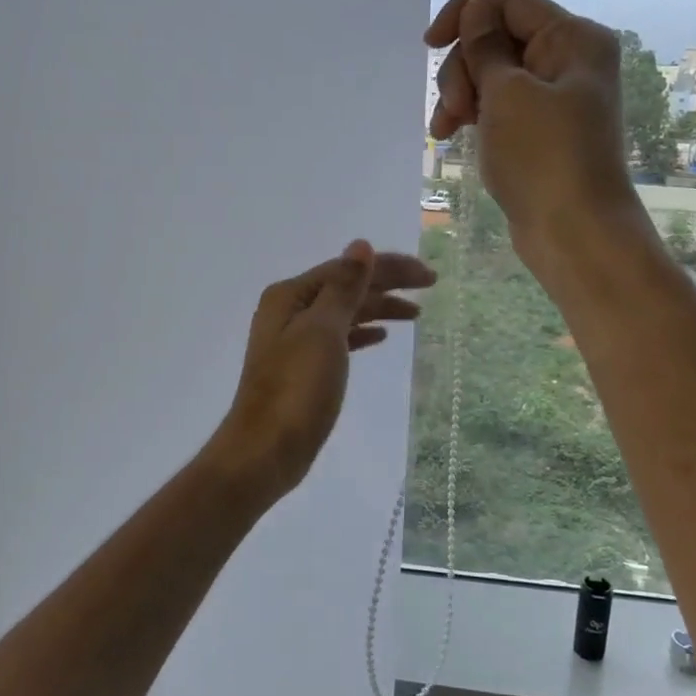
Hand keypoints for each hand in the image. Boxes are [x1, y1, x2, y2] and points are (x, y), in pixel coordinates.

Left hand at [208, 241, 435, 500]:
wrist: (265, 451)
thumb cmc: (296, 389)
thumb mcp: (323, 331)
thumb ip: (343, 287)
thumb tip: (360, 245)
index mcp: (291, 296)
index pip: (348, 268)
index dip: (390, 267)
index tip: (429, 276)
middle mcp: (290, 311)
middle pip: (347, 287)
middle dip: (387, 284)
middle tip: (430, 286)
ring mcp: (294, 341)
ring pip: (345, 313)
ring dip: (378, 308)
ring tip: (415, 314)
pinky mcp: (303, 369)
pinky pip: (339, 338)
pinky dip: (361, 333)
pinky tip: (382, 337)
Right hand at [425, 0, 645, 268]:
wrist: (574, 232)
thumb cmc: (543, 157)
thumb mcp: (507, 94)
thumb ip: (485, 47)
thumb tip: (476, 9)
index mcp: (573, 38)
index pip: (509, 2)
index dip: (464, 15)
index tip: (428, 45)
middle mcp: (568, 60)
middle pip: (497, 39)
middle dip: (464, 68)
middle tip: (453, 109)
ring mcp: (555, 97)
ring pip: (493, 75)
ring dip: (462, 95)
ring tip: (445, 130)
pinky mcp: (541, 130)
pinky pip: (499, 105)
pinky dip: (475, 115)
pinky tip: (453, 135)